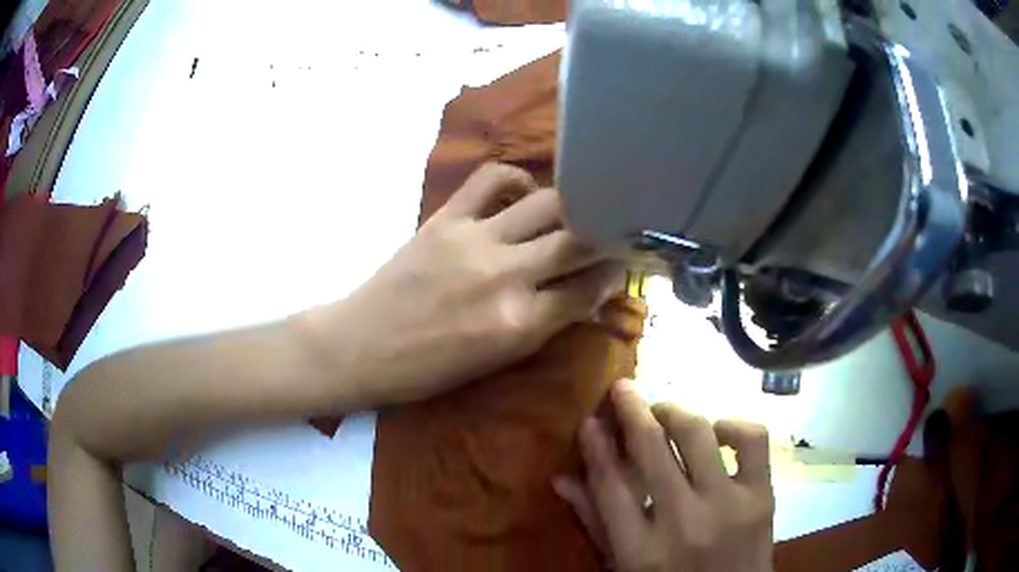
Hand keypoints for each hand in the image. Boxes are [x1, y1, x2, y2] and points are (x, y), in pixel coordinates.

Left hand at [304, 163, 621, 405]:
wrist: (361, 346)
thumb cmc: (427, 370)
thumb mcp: (496, 362)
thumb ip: (545, 325)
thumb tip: (585, 294)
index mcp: (520, 326)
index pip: (590, 289)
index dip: (616, 273)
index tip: (625, 262)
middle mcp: (506, 277)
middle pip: (580, 240)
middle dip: (609, 233)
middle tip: (617, 229)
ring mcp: (475, 241)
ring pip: (548, 204)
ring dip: (574, 205)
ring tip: (577, 208)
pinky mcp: (445, 218)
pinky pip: (492, 179)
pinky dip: (516, 180)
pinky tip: (523, 194)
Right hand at [555, 379, 774, 571]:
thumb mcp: (623, 567)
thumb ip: (595, 523)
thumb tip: (562, 478)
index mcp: (638, 549)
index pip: (609, 483)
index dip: (596, 444)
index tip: (590, 419)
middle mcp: (682, 521)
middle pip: (651, 448)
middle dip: (632, 409)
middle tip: (623, 390)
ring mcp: (727, 505)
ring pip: (697, 434)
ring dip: (675, 412)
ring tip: (664, 411)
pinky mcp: (762, 496)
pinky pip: (751, 439)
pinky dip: (732, 425)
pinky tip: (717, 431)